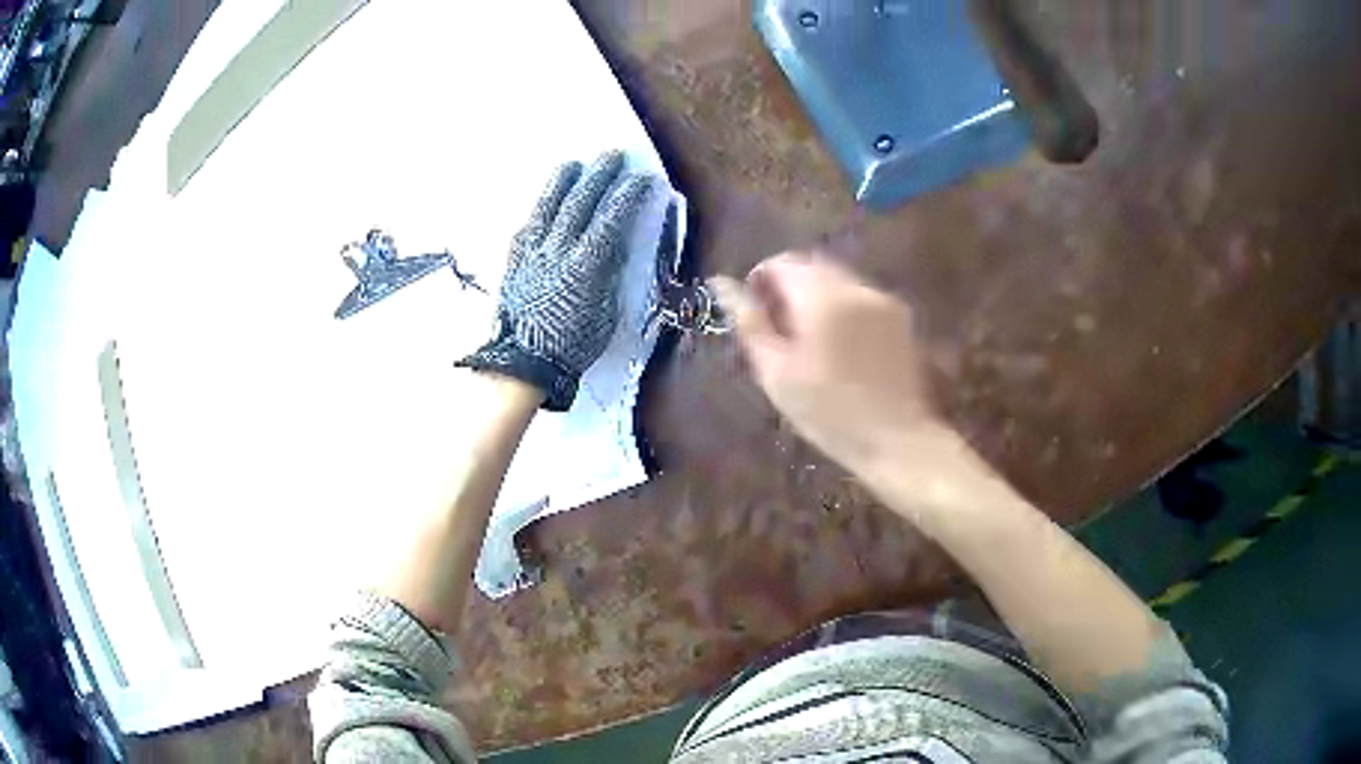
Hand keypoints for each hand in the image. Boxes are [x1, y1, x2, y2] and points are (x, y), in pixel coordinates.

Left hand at [458, 151, 650, 410]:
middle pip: (579, 204)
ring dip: (562, 183)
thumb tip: (616, 248)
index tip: (642, 179)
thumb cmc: (572, 345)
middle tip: (611, 156)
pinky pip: (527, 226)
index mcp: (585, 266)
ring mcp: (531, 253)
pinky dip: (539, 209)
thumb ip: (610, 276)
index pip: (610, 219)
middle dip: (598, 177)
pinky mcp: (513, 260)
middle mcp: (556, 251)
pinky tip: (544, 200)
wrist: (521, 363)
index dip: (627, 196)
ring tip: (573, 163)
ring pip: (548, 208)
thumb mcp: (605, 314)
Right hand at [712, 252, 945, 473]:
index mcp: (821, 297)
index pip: (782, 263)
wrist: (897, 440)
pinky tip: (840, 345)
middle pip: (813, 266)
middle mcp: (856, 287)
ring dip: (817, 295)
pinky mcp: (901, 317)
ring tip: (808, 339)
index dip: (760, 279)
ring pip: (839, 280)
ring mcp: (883, 300)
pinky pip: (861, 296)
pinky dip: (842, 307)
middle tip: (777, 327)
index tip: (753, 311)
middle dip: (789, 285)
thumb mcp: (775, 373)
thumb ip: (749, 322)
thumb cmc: (828, 413)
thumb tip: (721, 284)